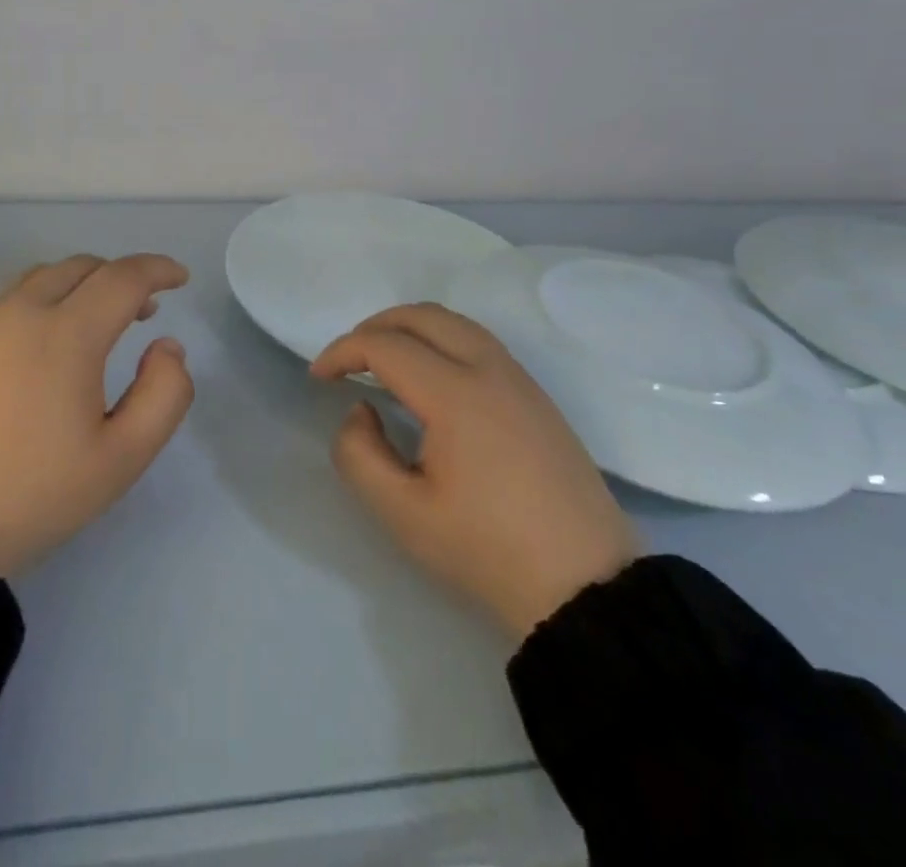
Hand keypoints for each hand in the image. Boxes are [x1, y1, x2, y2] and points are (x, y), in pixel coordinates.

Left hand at [0, 254, 194, 576]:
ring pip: (39, 279)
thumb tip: (166, 346)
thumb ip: (164, 394)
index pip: (123, 277)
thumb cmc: (34, 494)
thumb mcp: (122, 458)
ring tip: (91, 325)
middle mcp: (20, 313)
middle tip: (142, 310)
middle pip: (81, 267)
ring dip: (78, 286)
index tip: (180, 278)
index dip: (158, 269)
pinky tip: (39, 349)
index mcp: (66, 335)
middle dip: (120, 277)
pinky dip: (39, 305)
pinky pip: (6, 303)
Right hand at [312, 304, 638, 641]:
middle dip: (374, 327)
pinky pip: (478, 341)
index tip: (318, 378)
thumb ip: (359, 454)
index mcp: (455, 393)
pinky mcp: (537, 396)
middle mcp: (489, 369)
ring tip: (383, 361)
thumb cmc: (488, 551)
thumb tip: (361, 410)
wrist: (587, 588)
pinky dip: (440, 340)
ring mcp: (519, 379)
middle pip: (421, 316)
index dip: (342, 352)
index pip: (384, 345)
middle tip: (347, 361)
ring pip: (454, 322)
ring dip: (409, 329)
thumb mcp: (403, 515)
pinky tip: (430, 377)